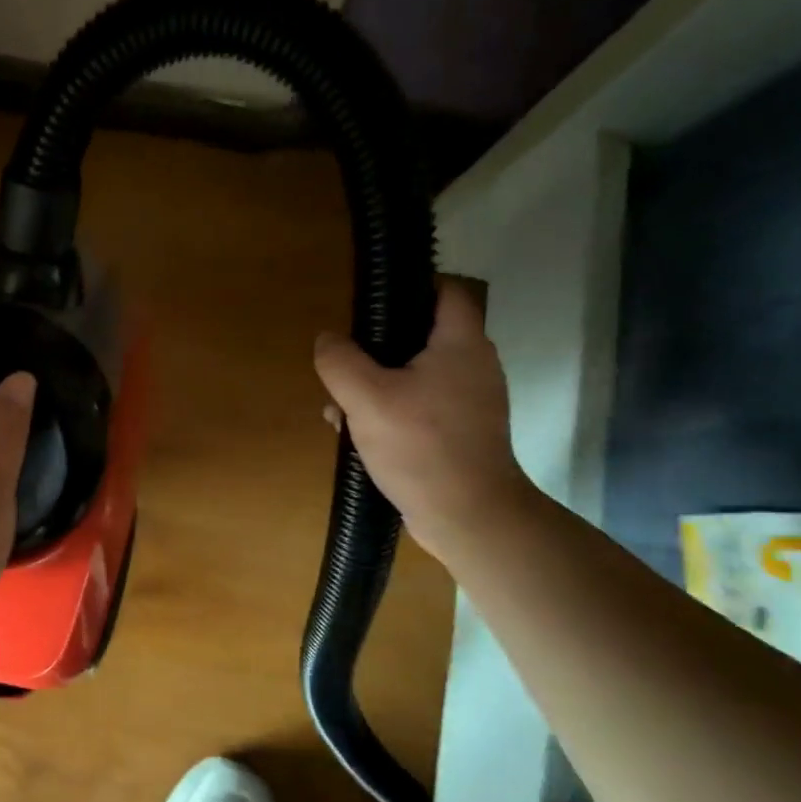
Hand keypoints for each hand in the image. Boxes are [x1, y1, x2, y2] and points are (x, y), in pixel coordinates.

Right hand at [313, 278, 531, 559]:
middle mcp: (474, 366)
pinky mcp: (461, 433)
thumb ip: (340, 362)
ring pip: (415, 377)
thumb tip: (326, 338)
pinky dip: (392, 412)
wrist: (467, 514)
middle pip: (422, 337)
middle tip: (344, 364)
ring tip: (341, 409)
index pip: (446, 292)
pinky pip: (420, 407)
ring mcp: (470, 402)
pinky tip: (360, 436)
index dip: (411, 287)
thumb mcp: (366, 399)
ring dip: (377, 386)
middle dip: (377, 349)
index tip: (372, 302)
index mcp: (461, 344)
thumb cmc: (421, 445)